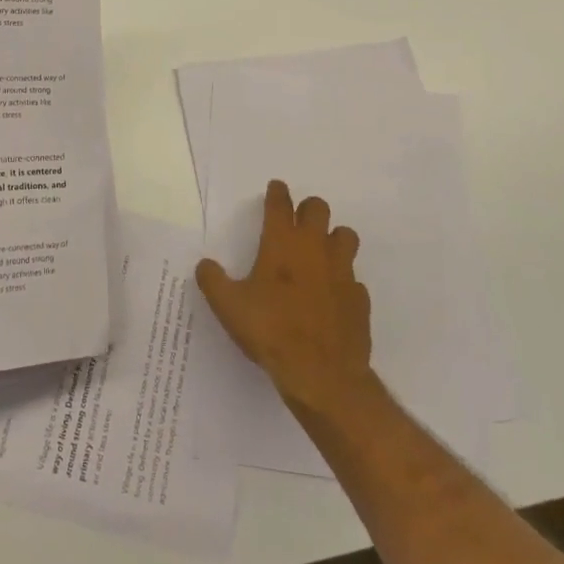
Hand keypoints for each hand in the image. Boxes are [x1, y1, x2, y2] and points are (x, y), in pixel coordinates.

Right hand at [197, 180, 373, 414]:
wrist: (321, 374)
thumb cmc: (270, 331)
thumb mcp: (228, 306)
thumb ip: (213, 280)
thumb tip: (205, 264)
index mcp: (282, 243)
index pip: (280, 204)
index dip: (277, 193)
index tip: (276, 188)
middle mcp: (314, 248)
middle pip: (318, 208)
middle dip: (307, 210)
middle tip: (295, 223)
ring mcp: (342, 271)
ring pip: (345, 236)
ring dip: (332, 238)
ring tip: (318, 254)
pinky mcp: (359, 298)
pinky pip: (353, 278)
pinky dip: (343, 281)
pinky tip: (331, 297)